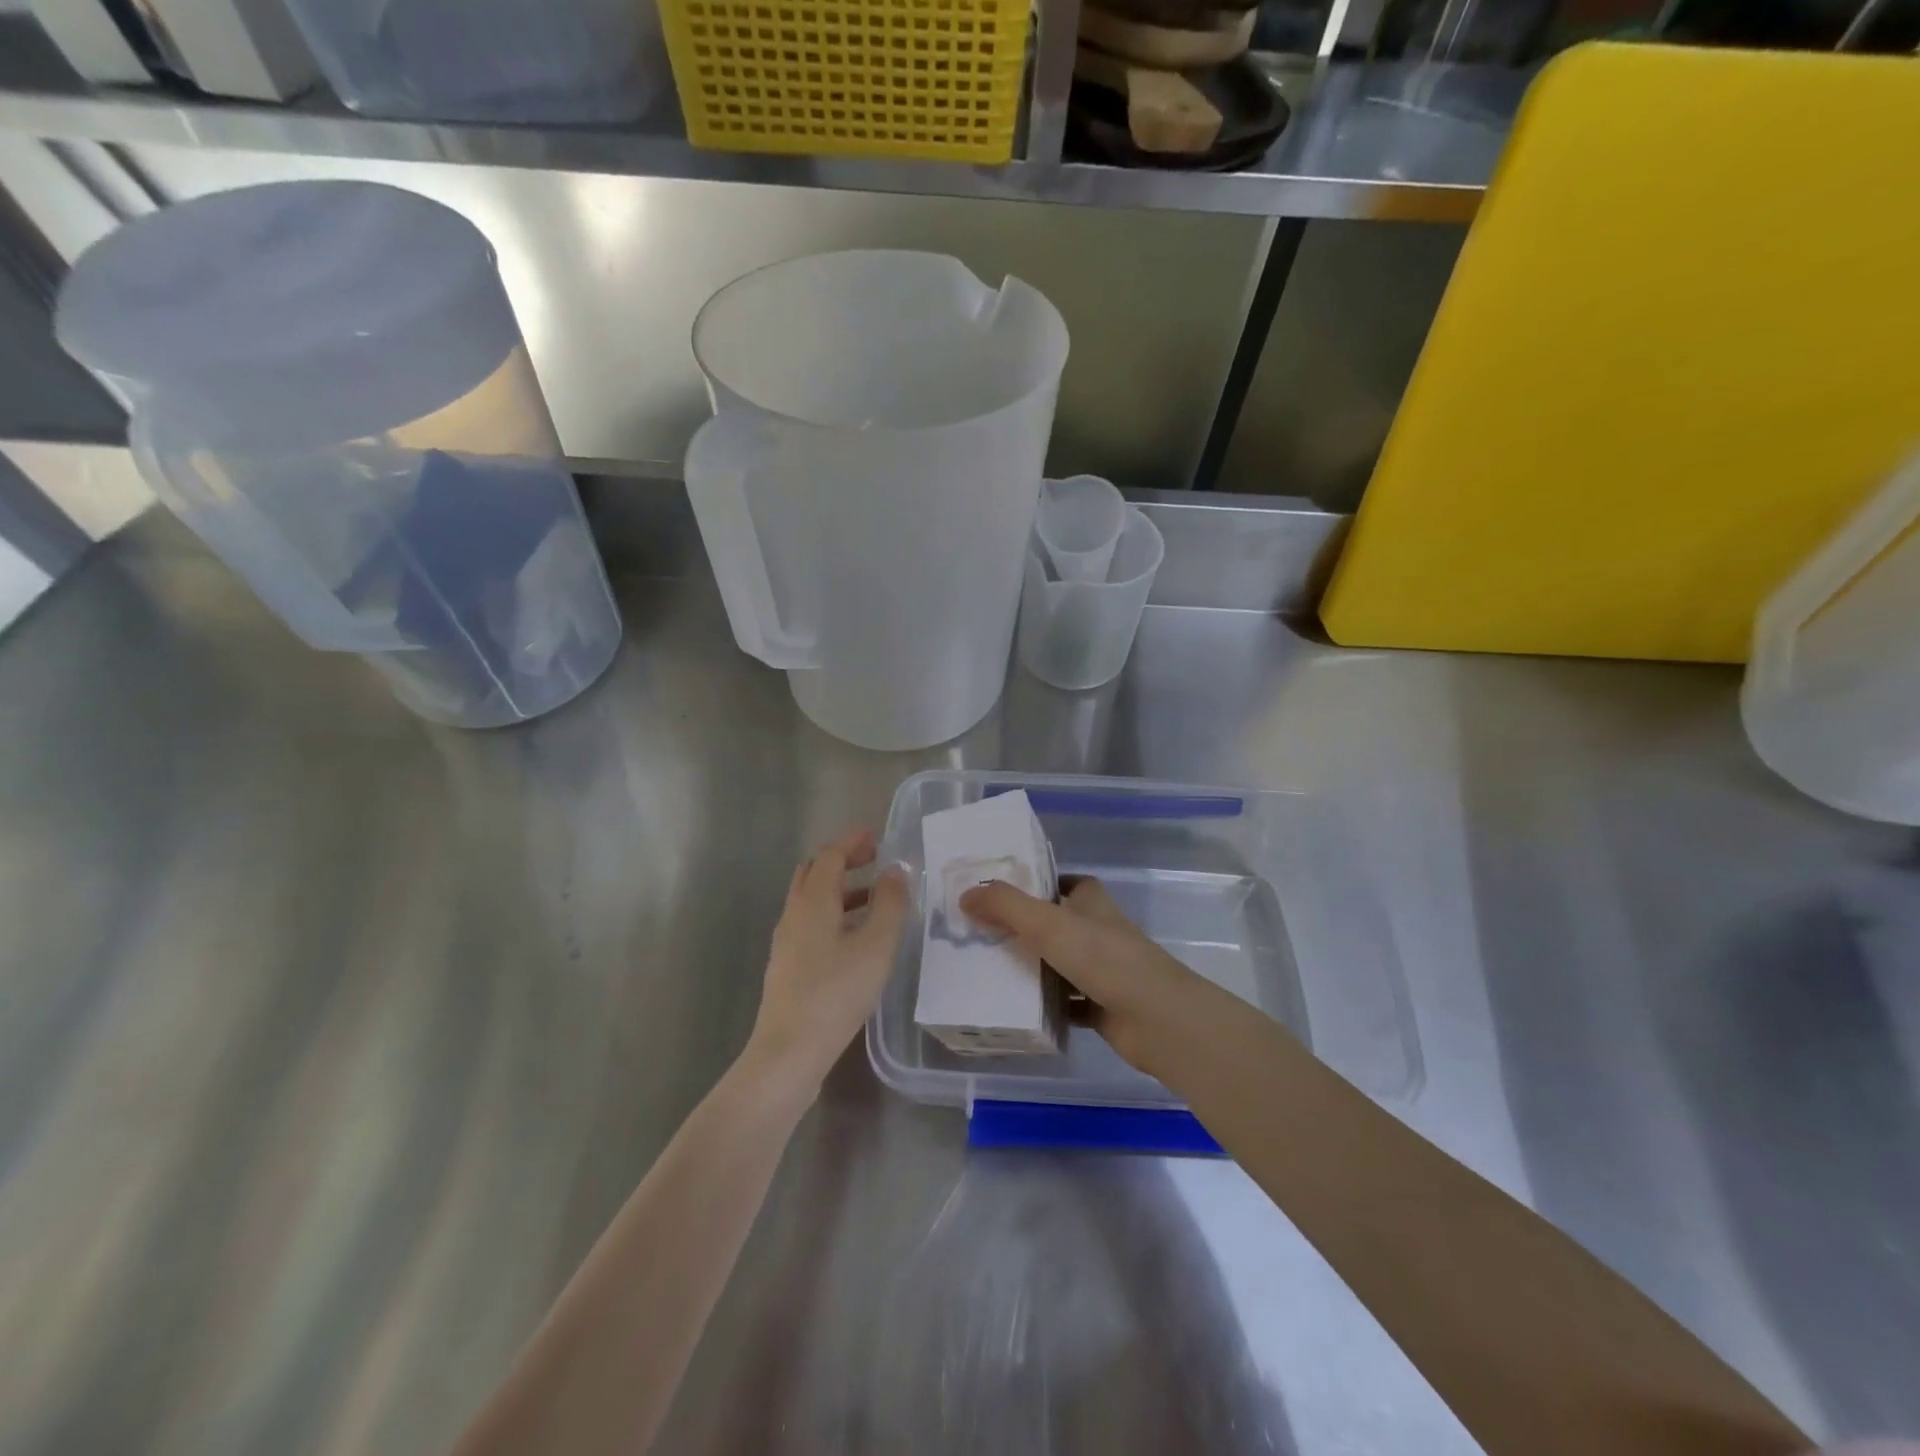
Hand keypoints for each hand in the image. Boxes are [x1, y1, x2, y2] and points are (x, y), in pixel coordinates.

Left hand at [745, 828, 909, 1095]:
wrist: (788, 1052)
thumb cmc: (836, 993)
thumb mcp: (876, 946)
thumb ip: (890, 904)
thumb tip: (895, 870)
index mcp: (812, 901)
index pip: (830, 856)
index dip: (853, 841)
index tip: (875, 834)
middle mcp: (794, 913)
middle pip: (814, 872)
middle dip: (843, 860)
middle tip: (874, 859)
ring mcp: (786, 941)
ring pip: (811, 899)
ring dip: (840, 888)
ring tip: (872, 896)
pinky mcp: (788, 966)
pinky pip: (811, 923)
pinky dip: (833, 913)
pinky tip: (854, 936)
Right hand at [959, 876, 1207, 1074]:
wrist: (1157, 1020)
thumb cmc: (1104, 959)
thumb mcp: (1048, 923)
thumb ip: (1006, 906)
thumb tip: (965, 893)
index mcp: (1093, 904)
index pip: (1070, 884)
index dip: (1044, 884)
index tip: (1008, 891)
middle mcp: (1100, 934)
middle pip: (1060, 924)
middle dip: (1028, 929)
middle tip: (984, 933)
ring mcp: (1104, 972)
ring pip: (1062, 964)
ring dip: (1034, 967)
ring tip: (989, 970)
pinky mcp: (1103, 1008)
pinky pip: (1068, 1003)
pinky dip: (1047, 1006)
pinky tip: (1017, 1010)